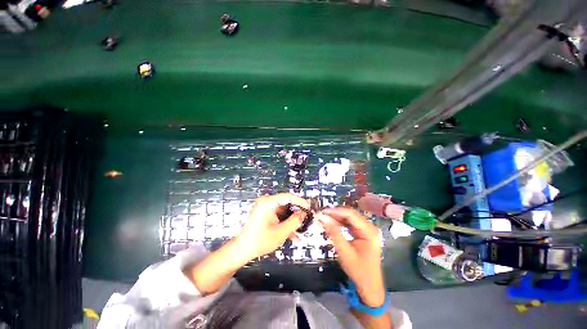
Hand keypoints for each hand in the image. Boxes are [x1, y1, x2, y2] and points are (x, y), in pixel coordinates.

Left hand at [236, 193, 309, 260]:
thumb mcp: (281, 232)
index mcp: (268, 202)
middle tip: (306, 219)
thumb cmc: (260, 240)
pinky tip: (292, 234)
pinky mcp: (264, 214)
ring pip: (283, 211)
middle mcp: (266, 202)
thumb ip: (294, 221)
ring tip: (300, 229)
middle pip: (286, 203)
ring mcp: (265, 208)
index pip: (288, 196)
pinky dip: (284, 223)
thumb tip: (303, 214)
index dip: (300, 201)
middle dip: (296, 213)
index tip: (309, 208)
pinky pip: (278, 216)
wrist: (242, 250)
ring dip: (291, 220)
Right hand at [318, 207, 385, 307]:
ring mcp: (367, 229)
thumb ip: (334, 232)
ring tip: (325, 218)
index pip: (351, 215)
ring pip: (350, 217)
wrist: (369, 286)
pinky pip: (351, 223)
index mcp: (369, 231)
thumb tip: (323, 218)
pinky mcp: (363, 232)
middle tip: (322, 214)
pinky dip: (341, 223)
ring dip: (337, 217)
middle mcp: (370, 227)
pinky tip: (333, 223)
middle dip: (336, 213)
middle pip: (351, 214)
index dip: (336, 211)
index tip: (323, 211)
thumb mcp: (344, 251)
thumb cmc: (358, 270)